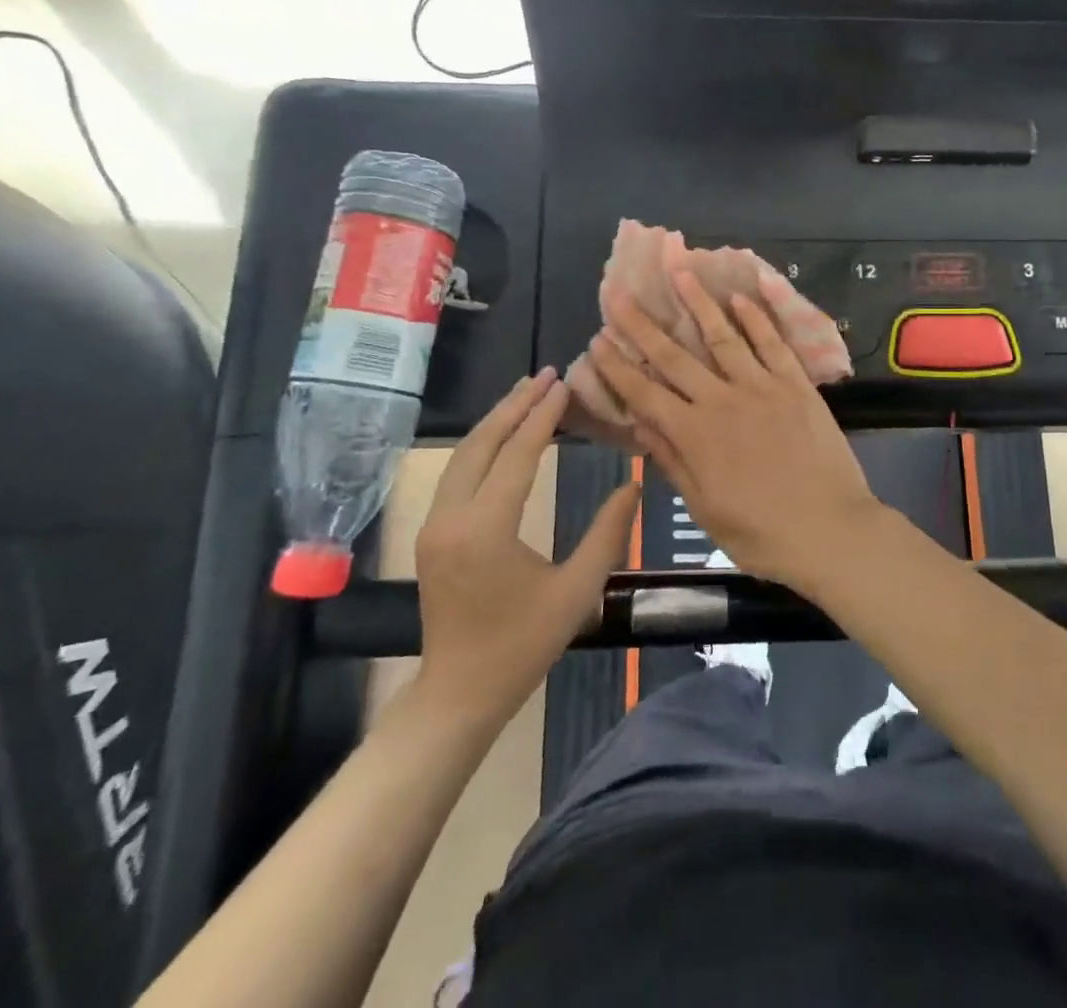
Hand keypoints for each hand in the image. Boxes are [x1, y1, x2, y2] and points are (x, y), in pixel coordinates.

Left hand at [413, 369, 638, 725]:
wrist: (460, 693)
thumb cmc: (523, 645)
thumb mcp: (578, 591)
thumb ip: (608, 533)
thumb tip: (634, 484)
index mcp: (486, 529)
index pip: (518, 455)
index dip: (543, 417)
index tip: (565, 384)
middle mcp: (451, 517)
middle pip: (482, 444)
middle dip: (515, 405)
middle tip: (547, 374)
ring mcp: (435, 525)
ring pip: (463, 455)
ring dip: (495, 421)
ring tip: (526, 392)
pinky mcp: (433, 533)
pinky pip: (457, 474)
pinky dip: (483, 445)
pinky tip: (504, 434)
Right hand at [587, 270, 882, 591]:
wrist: (829, 530)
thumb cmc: (761, 533)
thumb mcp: (704, 509)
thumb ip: (673, 462)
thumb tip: (642, 426)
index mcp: (694, 435)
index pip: (644, 393)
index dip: (617, 367)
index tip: (597, 340)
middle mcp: (721, 401)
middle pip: (674, 356)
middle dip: (642, 324)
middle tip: (619, 293)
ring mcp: (762, 387)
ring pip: (722, 336)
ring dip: (698, 303)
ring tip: (679, 273)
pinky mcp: (796, 385)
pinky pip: (772, 344)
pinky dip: (756, 319)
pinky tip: (739, 297)